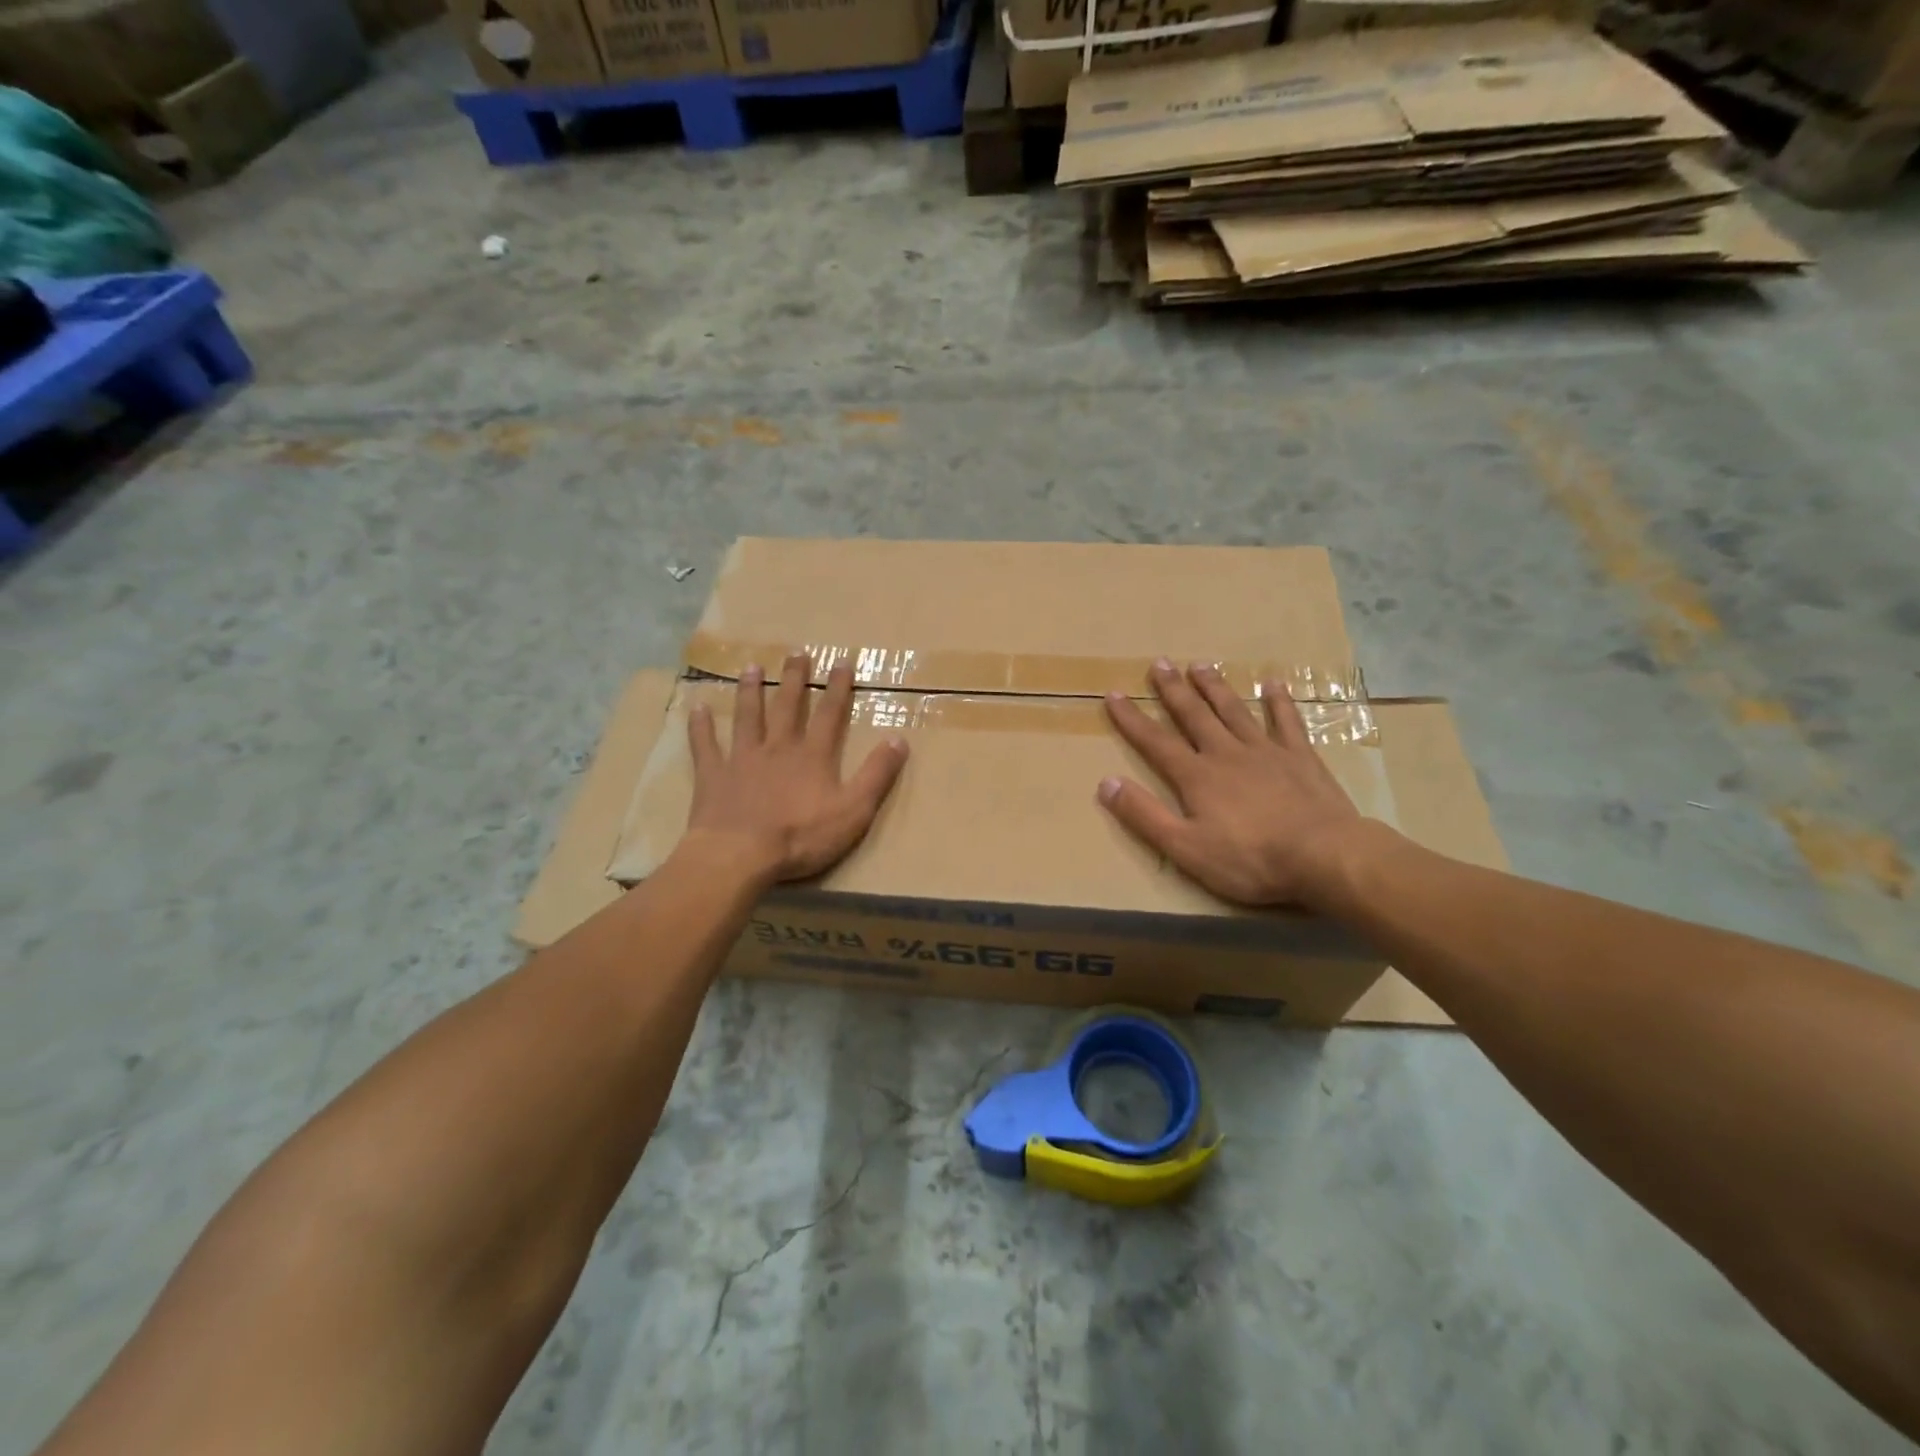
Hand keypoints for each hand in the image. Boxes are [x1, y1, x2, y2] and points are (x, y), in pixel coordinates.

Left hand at [684, 654, 909, 882]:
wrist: (740, 855)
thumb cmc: (801, 837)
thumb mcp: (853, 811)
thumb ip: (876, 775)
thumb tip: (899, 739)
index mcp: (813, 756)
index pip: (830, 715)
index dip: (838, 688)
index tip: (842, 661)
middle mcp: (778, 748)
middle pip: (787, 707)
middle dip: (795, 679)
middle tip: (796, 653)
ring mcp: (742, 759)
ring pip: (747, 717)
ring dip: (750, 691)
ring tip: (752, 668)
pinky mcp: (713, 775)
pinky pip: (705, 745)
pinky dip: (701, 726)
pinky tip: (697, 708)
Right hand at [1098, 660, 1368, 907]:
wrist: (1324, 856)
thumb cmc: (1250, 859)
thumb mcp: (1185, 847)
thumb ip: (1145, 815)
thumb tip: (1106, 783)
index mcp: (1196, 776)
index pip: (1155, 742)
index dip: (1132, 719)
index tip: (1113, 694)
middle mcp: (1226, 753)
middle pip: (1194, 715)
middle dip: (1173, 690)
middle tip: (1159, 663)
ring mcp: (1266, 752)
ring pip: (1234, 711)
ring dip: (1215, 687)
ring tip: (1200, 665)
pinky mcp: (1301, 758)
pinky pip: (1287, 722)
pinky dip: (1279, 702)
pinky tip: (1273, 684)